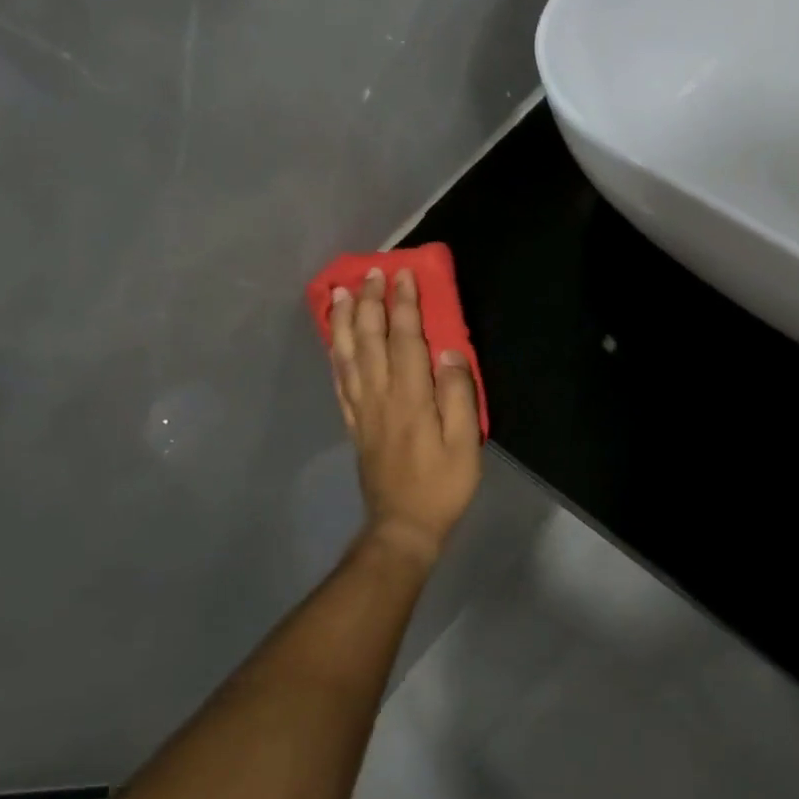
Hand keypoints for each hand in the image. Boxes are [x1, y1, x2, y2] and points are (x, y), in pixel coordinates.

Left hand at [328, 267, 482, 566]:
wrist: (403, 525)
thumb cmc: (442, 485)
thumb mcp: (465, 443)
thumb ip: (458, 395)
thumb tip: (450, 353)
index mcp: (410, 397)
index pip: (405, 339)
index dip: (403, 304)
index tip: (403, 275)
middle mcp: (380, 396)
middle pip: (369, 340)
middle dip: (369, 302)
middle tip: (370, 273)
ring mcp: (362, 410)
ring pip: (347, 356)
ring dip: (343, 321)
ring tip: (339, 293)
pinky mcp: (354, 424)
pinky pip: (339, 381)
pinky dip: (334, 355)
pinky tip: (333, 341)